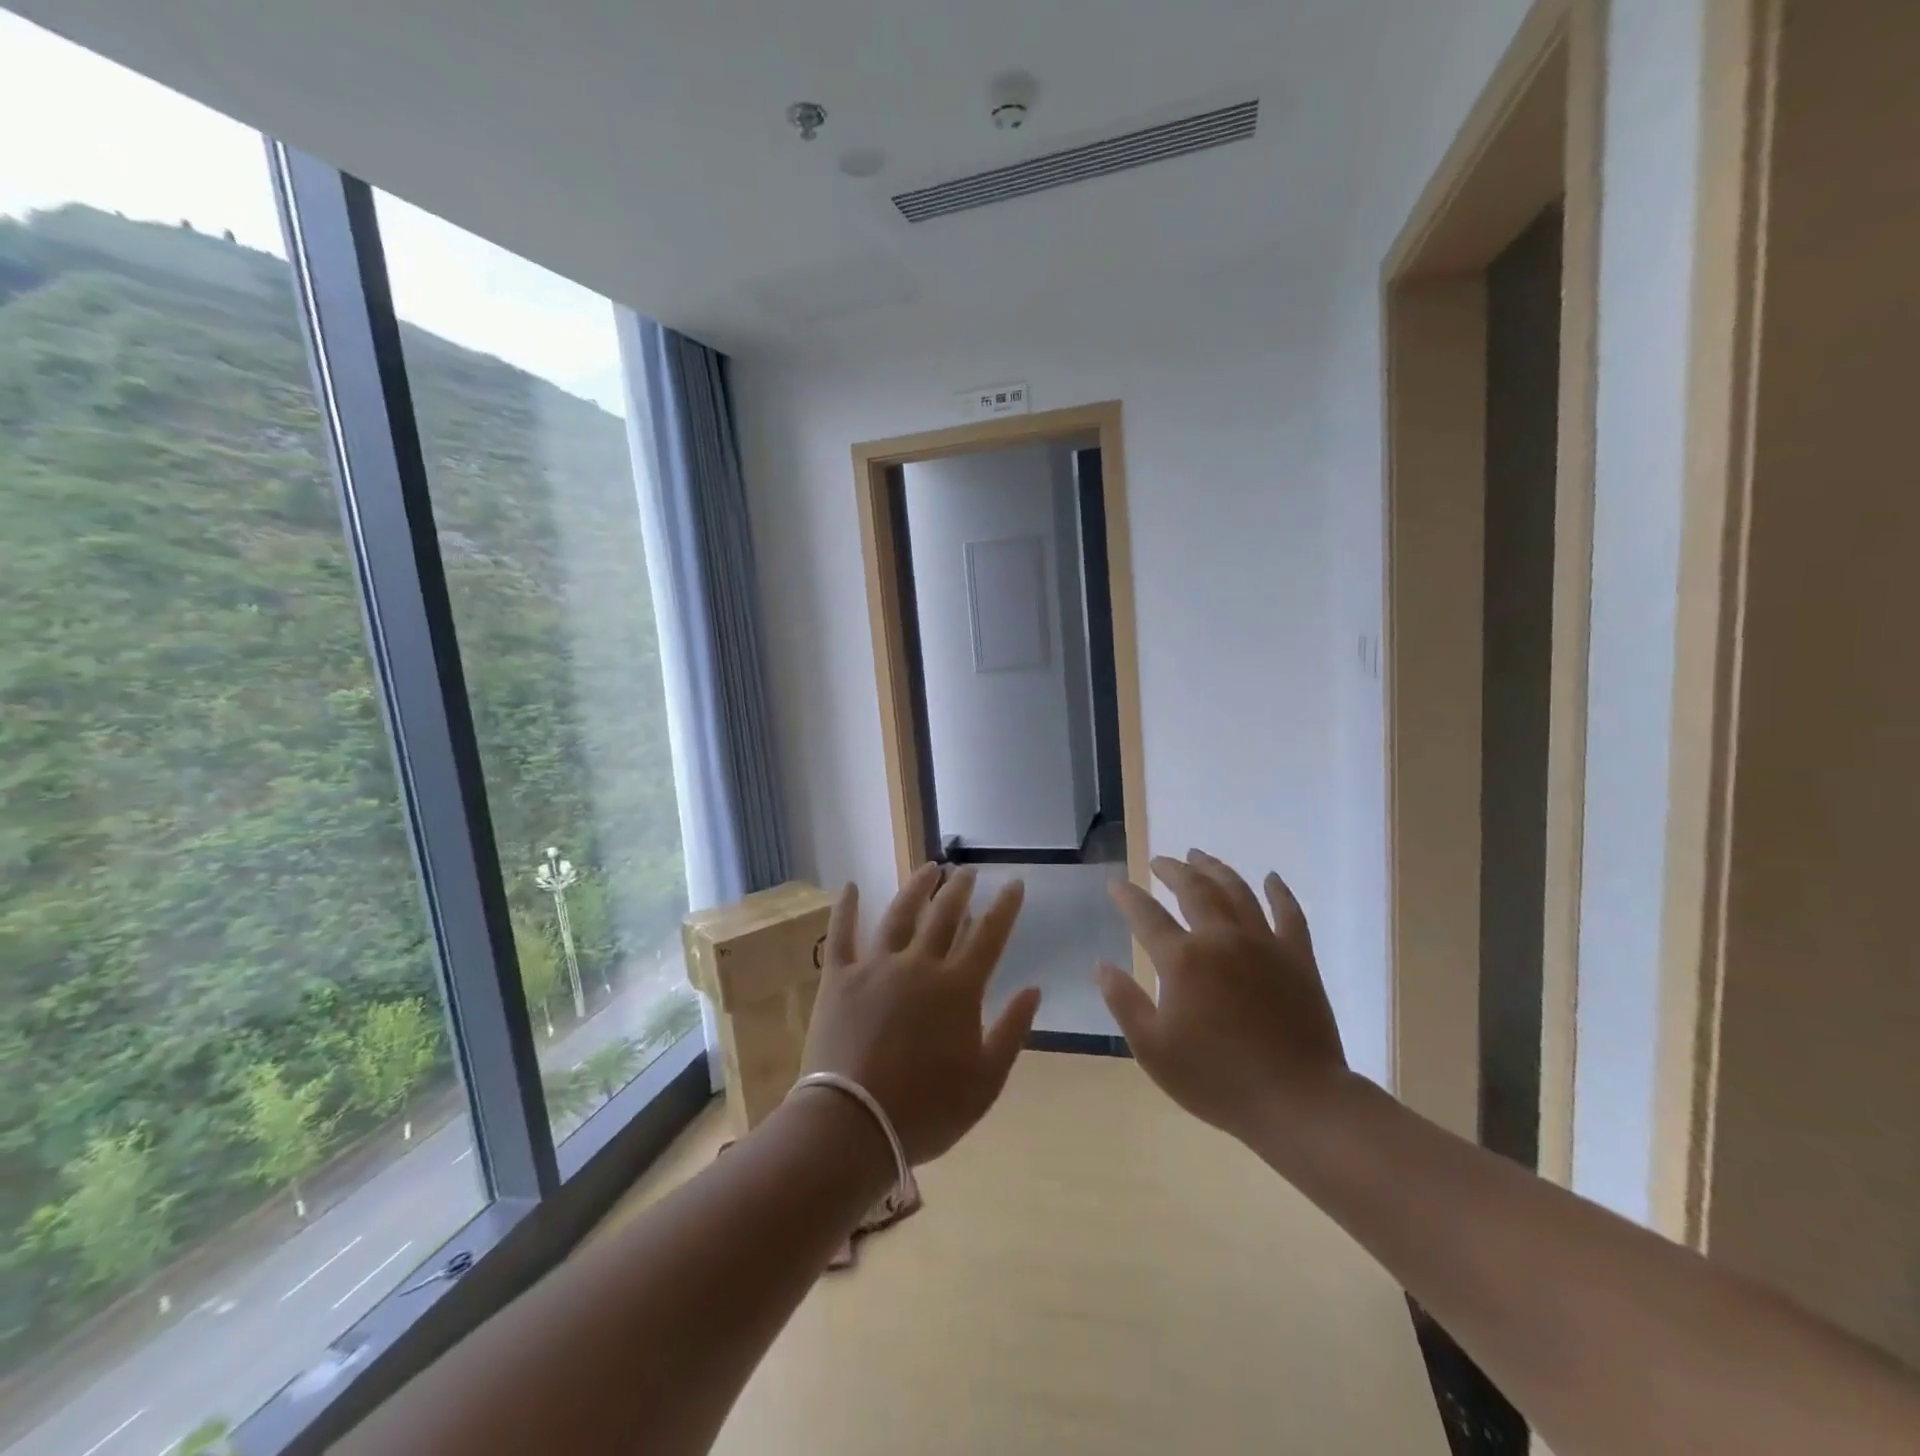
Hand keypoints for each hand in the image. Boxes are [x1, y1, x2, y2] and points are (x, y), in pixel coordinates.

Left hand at [801, 864, 1041, 1165]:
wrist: (853, 1125)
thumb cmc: (927, 1110)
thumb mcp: (985, 1081)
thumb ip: (1012, 1031)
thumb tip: (1034, 989)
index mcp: (958, 988)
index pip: (989, 936)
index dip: (1004, 907)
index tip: (1013, 882)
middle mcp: (919, 965)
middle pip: (944, 915)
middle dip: (960, 889)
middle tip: (967, 870)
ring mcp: (876, 966)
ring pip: (900, 914)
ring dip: (917, 887)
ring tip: (929, 868)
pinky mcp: (839, 977)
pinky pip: (841, 934)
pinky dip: (847, 908)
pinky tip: (852, 886)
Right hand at [1097, 851, 1347, 1143]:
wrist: (1297, 1102)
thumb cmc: (1217, 1079)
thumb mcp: (1153, 1050)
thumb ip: (1124, 1003)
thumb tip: (1101, 965)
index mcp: (1182, 960)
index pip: (1146, 915)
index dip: (1127, 896)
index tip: (1116, 884)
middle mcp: (1221, 939)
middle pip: (1193, 889)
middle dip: (1172, 870)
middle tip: (1160, 861)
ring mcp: (1263, 944)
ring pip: (1237, 891)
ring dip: (1215, 869)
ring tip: (1200, 855)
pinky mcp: (1298, 958)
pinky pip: (1289, 914)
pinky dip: (1279, 893)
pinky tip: (1272, 878)